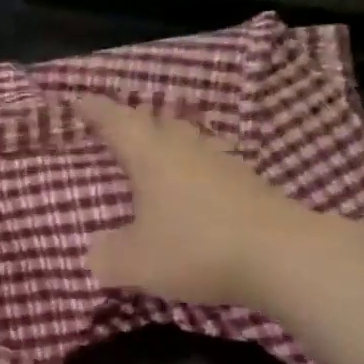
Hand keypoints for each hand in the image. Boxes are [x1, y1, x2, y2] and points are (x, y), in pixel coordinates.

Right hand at [75, 95, 290, 307]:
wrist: (284, 256)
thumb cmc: (196, 248)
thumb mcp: (136, 262)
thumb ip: (108, 256)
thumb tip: (96, 251)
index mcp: (150, 156)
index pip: (116, 122)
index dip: (95, 110)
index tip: (79, 101)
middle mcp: (185, 149)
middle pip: (157, 123)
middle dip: (135, 123)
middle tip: (118, 128)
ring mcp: (223, 163)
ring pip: (188, 141)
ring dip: (169, 144)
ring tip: (156, 157)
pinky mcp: (250, 184)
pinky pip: (211, 167)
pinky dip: (195, 172)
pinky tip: (194, 191)